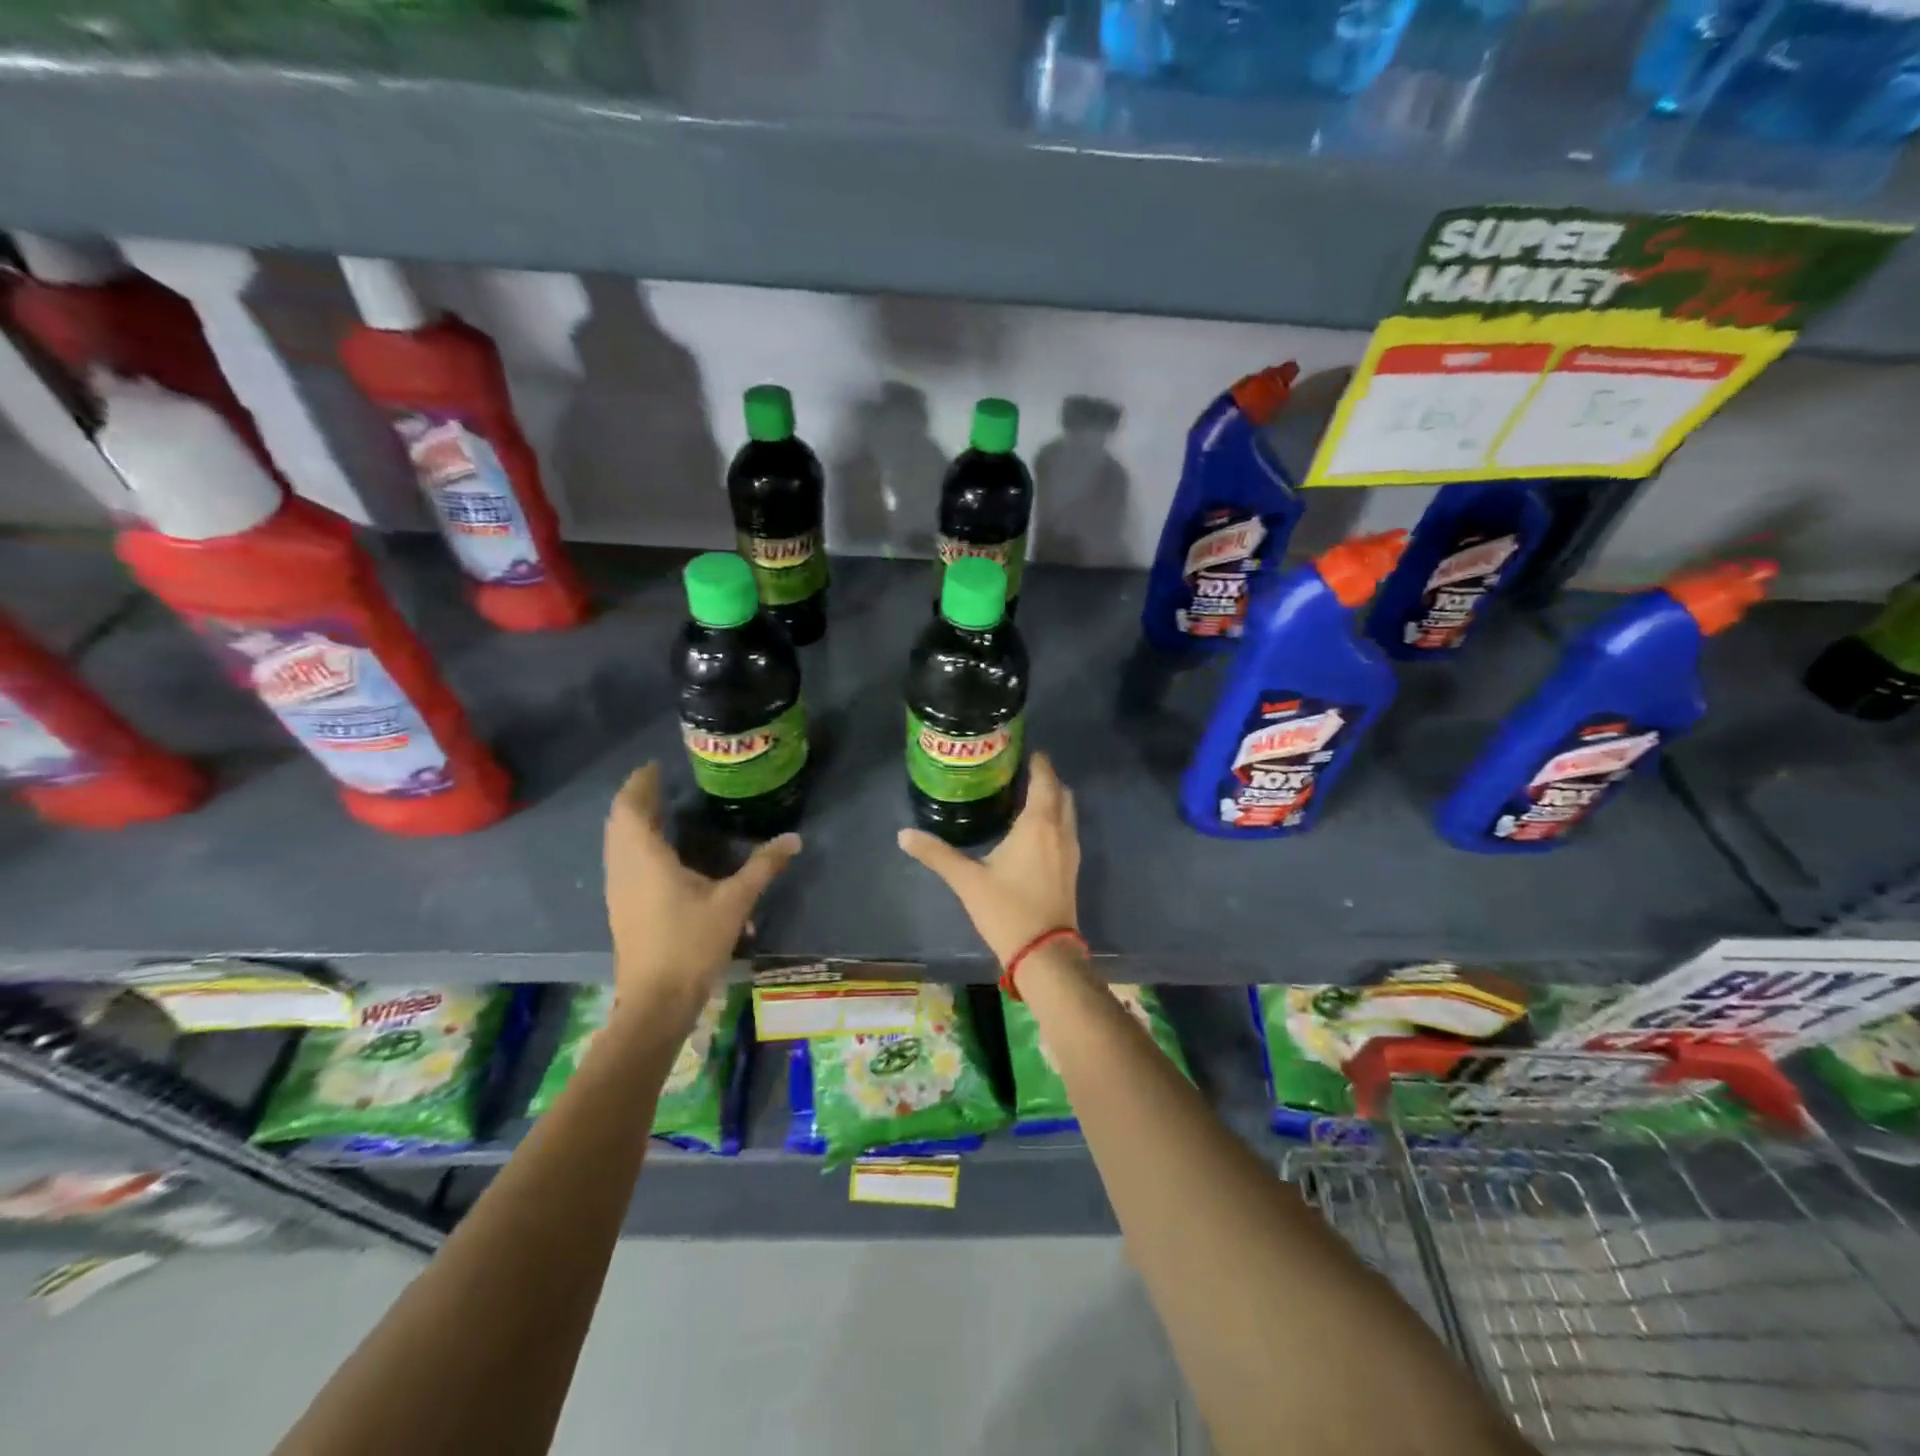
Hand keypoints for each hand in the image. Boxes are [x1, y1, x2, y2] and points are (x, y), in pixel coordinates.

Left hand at [604, 764, 799, 1021]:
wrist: (656, 1001)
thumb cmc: (691, 944)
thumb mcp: (734, 902)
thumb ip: (763, 866)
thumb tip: (793, 839)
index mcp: (645, 858)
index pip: (630, 807)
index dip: (640, 783)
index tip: (656, 766)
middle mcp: (624, 868)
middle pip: (619, 822)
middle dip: (637, 800)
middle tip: (661, 784)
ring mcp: (618, 890)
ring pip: (617, 844)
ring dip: (633, 823)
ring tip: (659, 811)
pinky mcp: (621, 908)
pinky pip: (621, 861)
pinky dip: (634, 844)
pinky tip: (660, 854)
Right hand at [897, 752, 1080, 964]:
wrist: (1044, 952)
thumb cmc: (1006, 909)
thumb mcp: (967, 880)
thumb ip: (936, 854)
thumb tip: (903, 834)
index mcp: (1037, 823)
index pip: (1044, 780)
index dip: (1038, 763)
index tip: (1025, 751)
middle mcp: (1059, 830)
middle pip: (1061, 793)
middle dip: (1047, 779)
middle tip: (1022, 772)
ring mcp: (1070, 850)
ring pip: (1068, 812)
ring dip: (1053, 799)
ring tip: (1027, 797)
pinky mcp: (1072, 869)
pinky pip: (1067, 830)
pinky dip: (1056, 820)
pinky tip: (1035, 832)